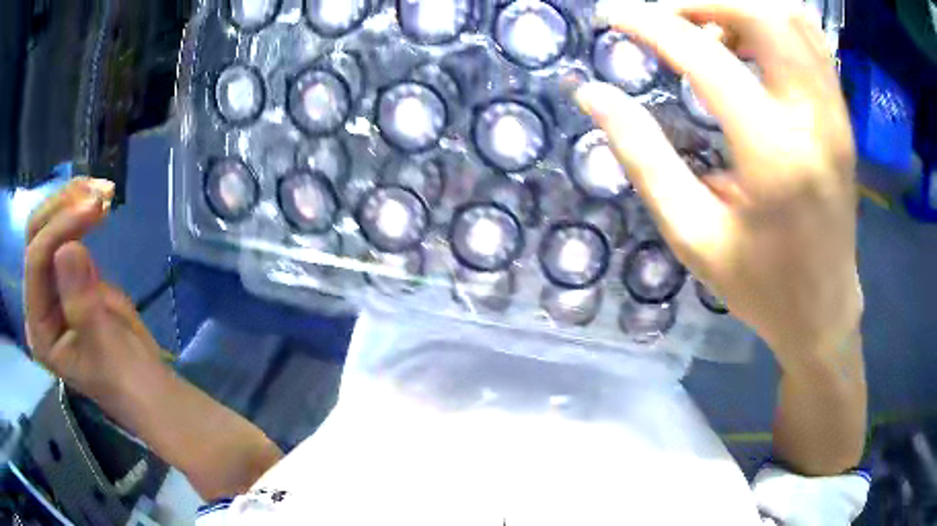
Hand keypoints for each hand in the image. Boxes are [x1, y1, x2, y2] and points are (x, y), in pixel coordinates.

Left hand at [25, 178, 166, 399]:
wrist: (142, 382)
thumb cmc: (124, 377)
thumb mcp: (104, 348)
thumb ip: (82, 306)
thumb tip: (67, 250)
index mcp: (39, 327)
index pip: (35, 262)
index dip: (59, 228)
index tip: (95, 208)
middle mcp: (38, 300)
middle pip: (37, 235)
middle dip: (63, 207)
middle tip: (98, 193)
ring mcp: (51, 284)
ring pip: (49, 224)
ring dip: (73, 200)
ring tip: (104, 192)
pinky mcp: (69, 272)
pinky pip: (66, 230)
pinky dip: (81, 209)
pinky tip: (100, 203)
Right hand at [577, 0, 860, 367]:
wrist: (824, 312)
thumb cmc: (760, 286)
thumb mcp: (692, 235)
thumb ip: (643, 157)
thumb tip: (594, 95)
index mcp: (774, 158)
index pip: (705, 56)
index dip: (650, 23)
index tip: (613, 14)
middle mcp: (814, 121)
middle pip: (764, 13)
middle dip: (704, 0)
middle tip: (667, 18)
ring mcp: (836, 114)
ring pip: (793, 17)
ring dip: (741, 7)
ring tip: (708, 29)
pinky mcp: (842, 116)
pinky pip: (811, 41)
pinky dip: (772, 22)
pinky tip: (747, 44)